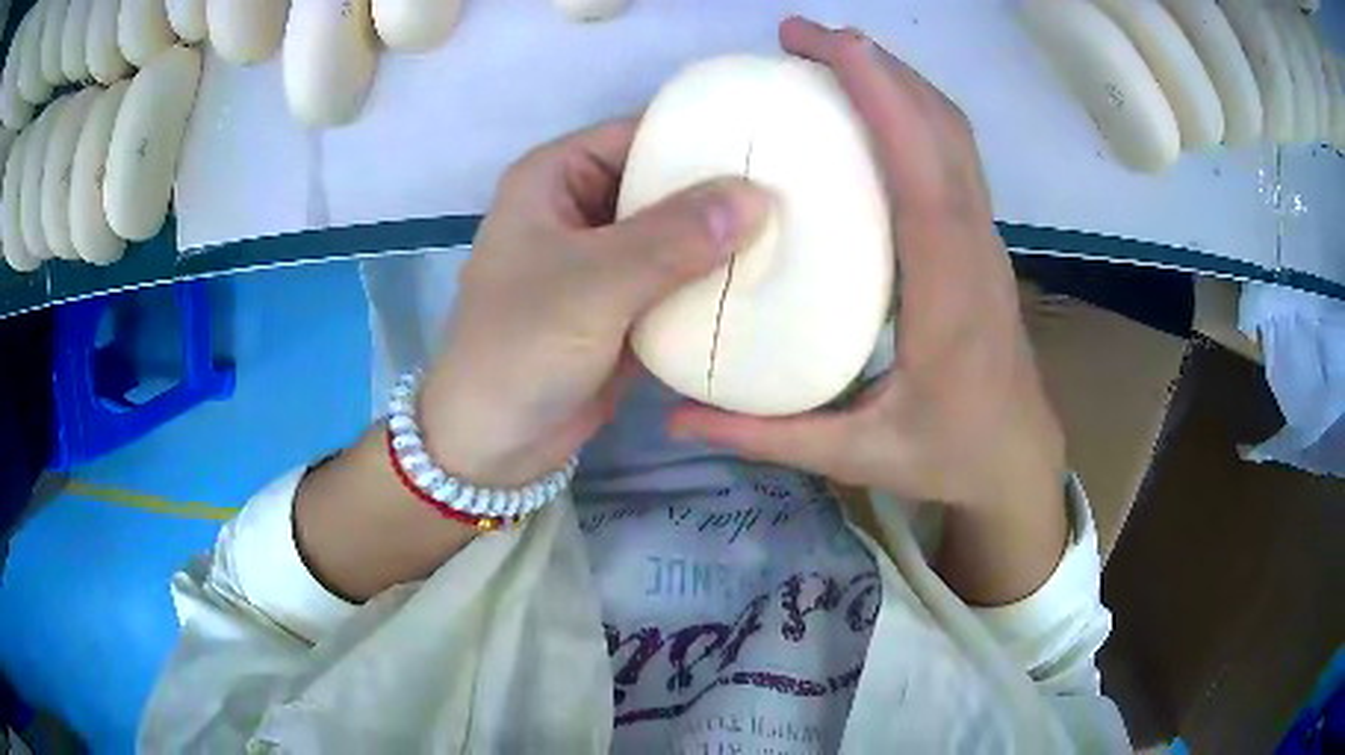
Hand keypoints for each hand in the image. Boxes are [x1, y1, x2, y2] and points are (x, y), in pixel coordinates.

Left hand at [419, 121, 768, 486]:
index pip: (639, 133)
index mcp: (555, 177)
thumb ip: (673, 238)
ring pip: (676, 231)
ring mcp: (605, 258)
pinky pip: (678, 277)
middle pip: (663, 181)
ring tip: (795, 230)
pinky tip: (766, 278)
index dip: (702, 133)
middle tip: (796, 191)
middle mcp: (581, 206)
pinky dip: (713, 280)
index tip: (771, 142)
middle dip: (721, 190)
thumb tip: (756, 197)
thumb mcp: (592, 285)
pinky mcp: (625, 303)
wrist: (495, 444)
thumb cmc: (519, 350)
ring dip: (723, 238)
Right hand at [670, 19, 1065, 519]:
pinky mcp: (977, 237)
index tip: (829, 45)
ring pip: (954, 134)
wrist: (1017, 456)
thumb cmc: (949, 455)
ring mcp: (982, 238)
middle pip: (944, 131)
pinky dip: (912, 111)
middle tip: (801, 37)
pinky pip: (952, 154)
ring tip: (828, 54)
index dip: (884, 100)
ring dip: (898, 81)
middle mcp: (974, 250)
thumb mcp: (856, 457)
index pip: (925, 175)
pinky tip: (867, 106)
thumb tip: (674, 416)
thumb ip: (766, 436)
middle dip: (879, 68)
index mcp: (950, 296)